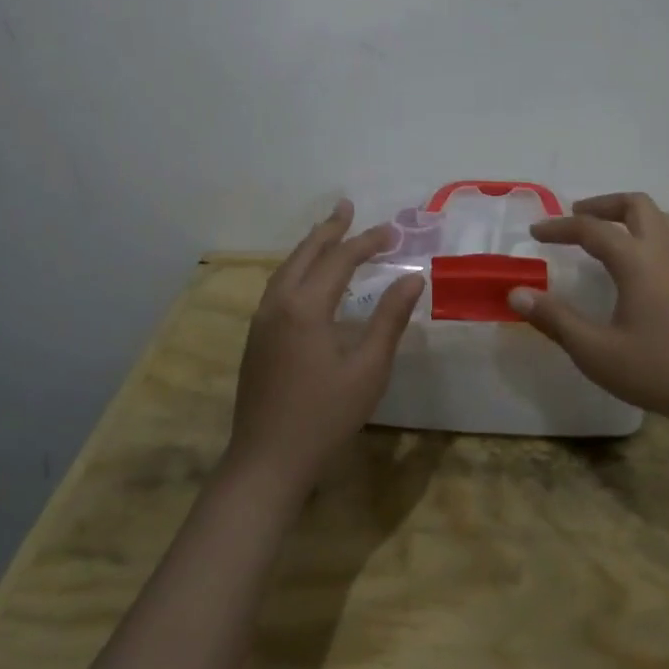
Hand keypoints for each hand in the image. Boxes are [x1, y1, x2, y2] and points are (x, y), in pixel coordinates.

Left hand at [227, 200, 422, 492]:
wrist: (267, 462)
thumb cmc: (325, 416)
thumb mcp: (368, 368)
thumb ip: (390, 319)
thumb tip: (412, 278)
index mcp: (305, 307)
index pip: (339, 260)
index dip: (367, 242)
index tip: (393, 231)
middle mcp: (278, 304)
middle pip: (305, 254)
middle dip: (329, 230)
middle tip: (347, 207)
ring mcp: (261, 321)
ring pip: (286, 269)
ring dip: (310, 247)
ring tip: (329, 232)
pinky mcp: (256, 338)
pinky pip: (278, 287)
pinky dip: (297, 269)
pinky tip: (308, 278)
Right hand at [511, 192, 668, 427]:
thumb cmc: (660, 370)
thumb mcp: (597, 352)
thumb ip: (555, 320)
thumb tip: (517, 293)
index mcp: (637, 261)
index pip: (592, 229)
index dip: (559, 227)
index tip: (536, 232)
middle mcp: (662, 252)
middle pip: (635, 205)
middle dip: (602, 205)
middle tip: (575, 219)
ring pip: (659, 218)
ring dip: (628, 215)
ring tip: (604, 233)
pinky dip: (644, 234)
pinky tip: (633, 266)